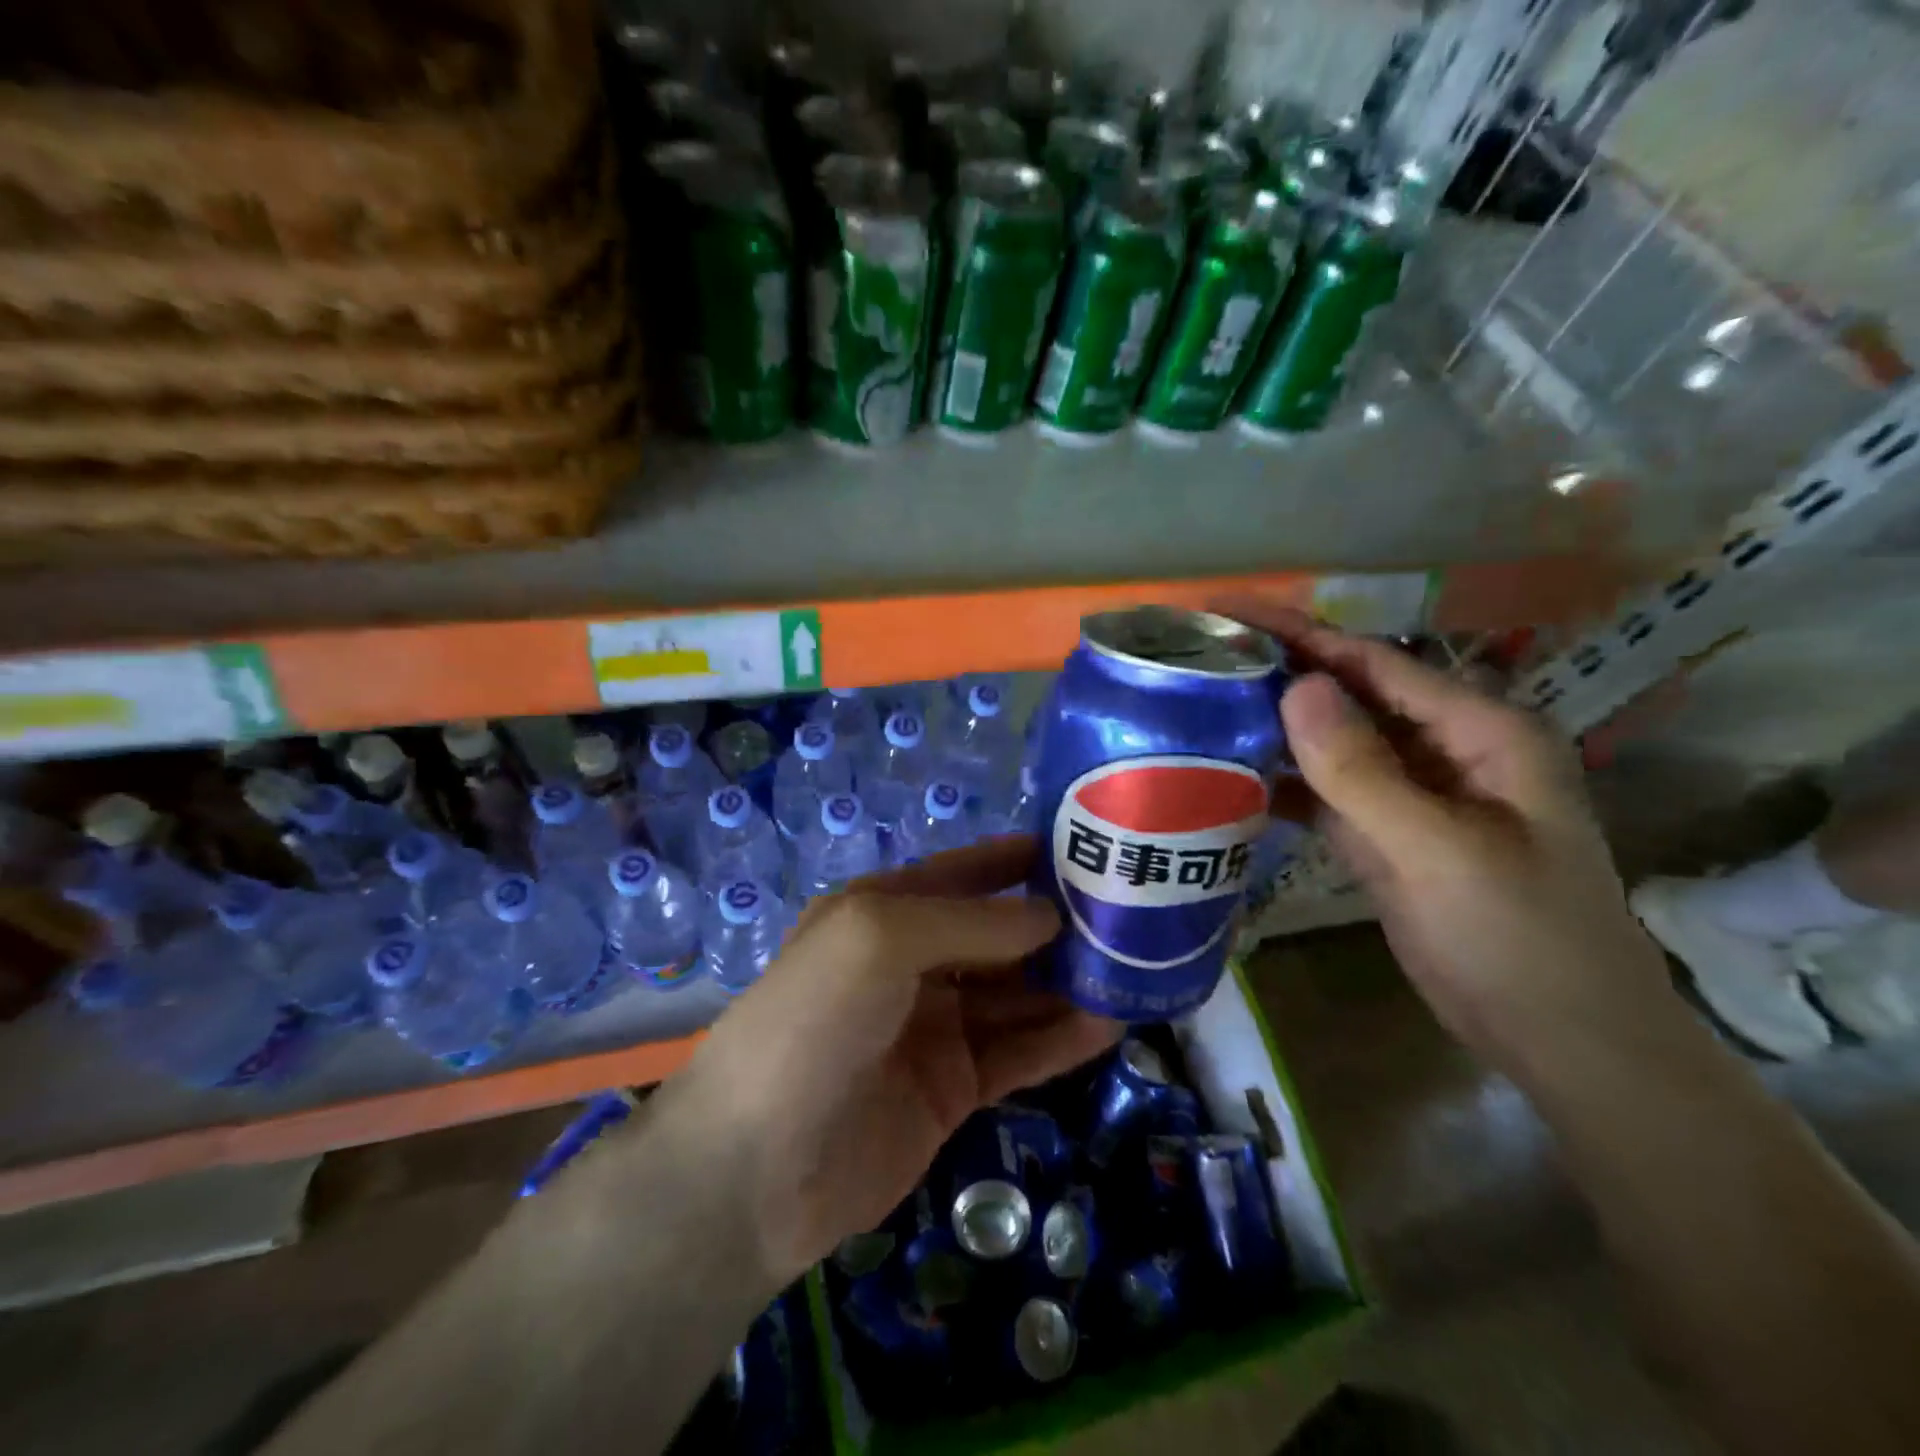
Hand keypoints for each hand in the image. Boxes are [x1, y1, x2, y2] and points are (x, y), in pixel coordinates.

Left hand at [676, 838, 1118, 1281]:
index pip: (962, 873)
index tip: (1080, 848)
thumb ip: (971, 921)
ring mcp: (933, 1027)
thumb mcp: (882, 936)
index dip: (1016, 860)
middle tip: (1129, 915)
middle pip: (997, 935)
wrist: (757, 1167)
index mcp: (883, 911)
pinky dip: (1061, 1039)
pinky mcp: (952, 1088)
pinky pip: (1017, 1052)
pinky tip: (1111, 1025)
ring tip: (1137, 968)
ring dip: (1068, 983)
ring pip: (1015, 994)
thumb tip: (1049, 915)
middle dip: (1055, 925)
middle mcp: (911, 963)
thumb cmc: (815, 1018)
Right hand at [1231, 606, 1673, 1080]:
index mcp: (1480, 730)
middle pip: (1348, 696)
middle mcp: (1443, 748)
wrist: (1559, 1040)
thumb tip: (1296, 686)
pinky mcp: (1386, 833)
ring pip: (1332, 744)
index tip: (1230, 611)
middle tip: (1199, 657)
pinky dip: (1282, 782)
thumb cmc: (1519, 938)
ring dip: (1273, 727)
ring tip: (1199, 707)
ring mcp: (1412, 794)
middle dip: (1278, 674)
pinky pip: (1325, 792)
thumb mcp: (1438, 849)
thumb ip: (1362, 770)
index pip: (1375, 663)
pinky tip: (1229, 775)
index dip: (1302, 634)